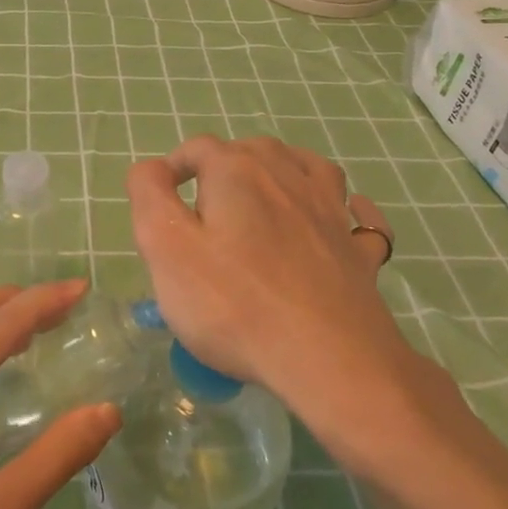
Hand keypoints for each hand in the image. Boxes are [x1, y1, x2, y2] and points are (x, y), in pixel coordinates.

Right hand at [126, 135, 447, 443]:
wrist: (329, 360)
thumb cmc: (234, 303)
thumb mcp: (166, 247)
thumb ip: (149, 195)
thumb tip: (152, 168)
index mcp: (237, 171)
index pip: (198, 149)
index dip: (173, 166)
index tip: (161, 198)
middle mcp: (287, 176)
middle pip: (251, 150)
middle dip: (223, 167)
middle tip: (202, 209)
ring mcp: (330, 211)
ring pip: (305, 167)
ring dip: (281, 170)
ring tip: (263, 194)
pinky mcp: (357, 250)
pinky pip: (358, 215)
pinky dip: (348, 207)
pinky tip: (345, 213)